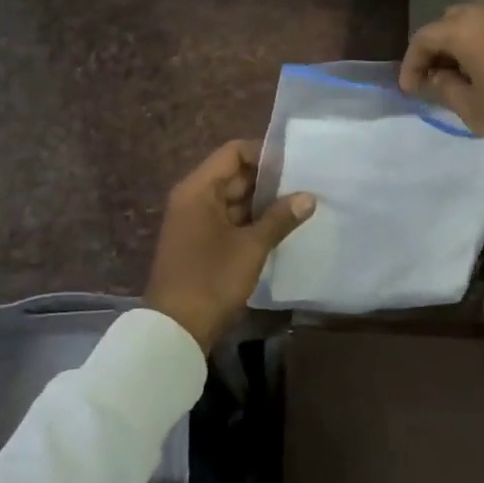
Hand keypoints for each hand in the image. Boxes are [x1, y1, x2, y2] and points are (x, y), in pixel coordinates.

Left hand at [144, 140, 315, 351]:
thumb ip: (280, 218)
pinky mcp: (201, 242)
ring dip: (263, 202)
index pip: (233, 152)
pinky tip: (281, 227)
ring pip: (233, 199)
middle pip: (234, 175)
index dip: (264, 153)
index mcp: (198, 189)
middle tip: (305, 183)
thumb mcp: (251, 247)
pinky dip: (252, 221)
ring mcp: (195, 221)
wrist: (175, 330)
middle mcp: (194, 198)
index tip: (296, 162)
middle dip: (268, 179)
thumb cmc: (211, 279)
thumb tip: (308, 197)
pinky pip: (229, 220)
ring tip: (300, 204)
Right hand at [400, 0, 483, 207]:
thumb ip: (446, 88)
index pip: (426, 37)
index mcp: (470, 28)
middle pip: (455, 21)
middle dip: (441, 48)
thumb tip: (439, 76)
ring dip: (471, 42)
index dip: (412, 63)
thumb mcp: (475, 111)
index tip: (410, 89)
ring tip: (472, 74)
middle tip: (439, 79)